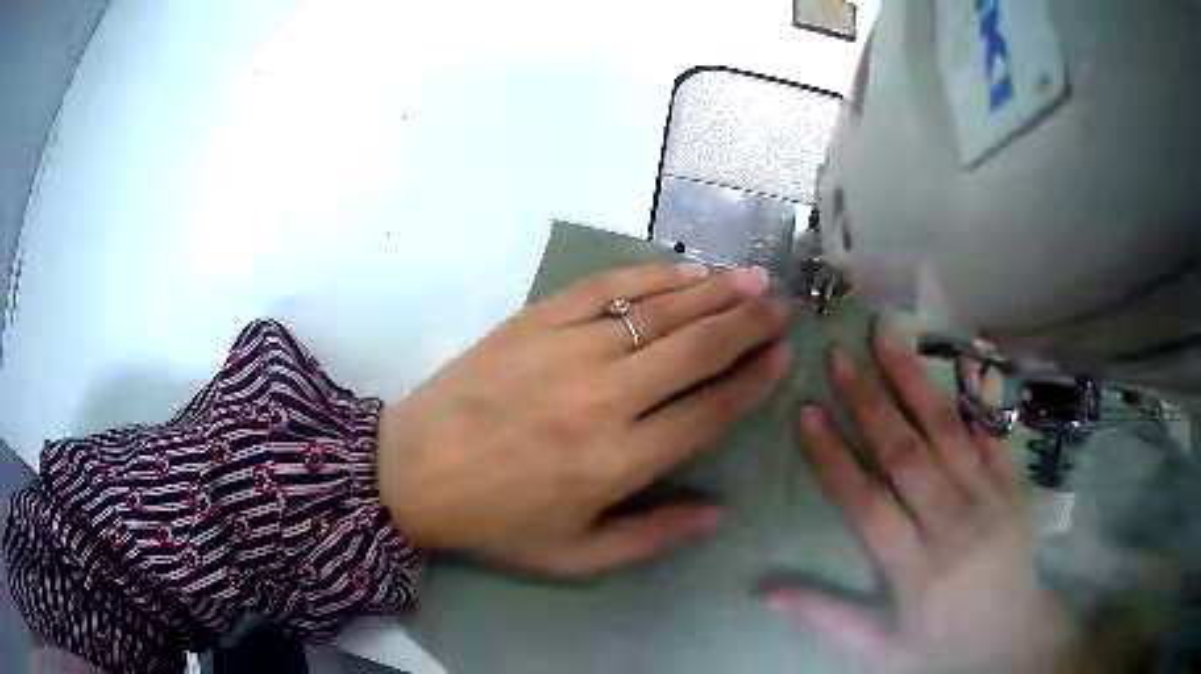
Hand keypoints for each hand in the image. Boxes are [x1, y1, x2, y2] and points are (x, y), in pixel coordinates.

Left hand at [376, 262, 792, 576]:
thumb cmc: (495, 522)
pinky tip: (683, 270)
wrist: (411, 472)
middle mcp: (602, 399)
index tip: (782, 357)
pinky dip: (650, 275)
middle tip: (781, 306)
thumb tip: (717, 511)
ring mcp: (565, 351)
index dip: (751, 382)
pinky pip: (604, 289)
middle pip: (694, 351)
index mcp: (615, 462)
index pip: (707, 412)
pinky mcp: (534, 321)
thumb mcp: (573, 557)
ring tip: (752, 280)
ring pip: (658, 312)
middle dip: (747, 325)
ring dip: (712, 293)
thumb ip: (650, 538)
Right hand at [763, 327, 1083, 672]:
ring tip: (886, 337)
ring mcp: (990, 499)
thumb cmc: (941, 645)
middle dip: (870, 401)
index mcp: (915, 568)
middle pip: (907, 454)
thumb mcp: (879, 647)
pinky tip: (947, 365)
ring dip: (913, 381)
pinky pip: (988, 434)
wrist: (1013, 637)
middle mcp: (953, 525)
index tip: (807, 411)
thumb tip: (763, 590)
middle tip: (839, 356)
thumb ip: (826, 616)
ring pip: (948, 431)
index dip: (833, 455)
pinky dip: (965, 398)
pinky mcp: (1012, 486)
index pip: (866, 502)